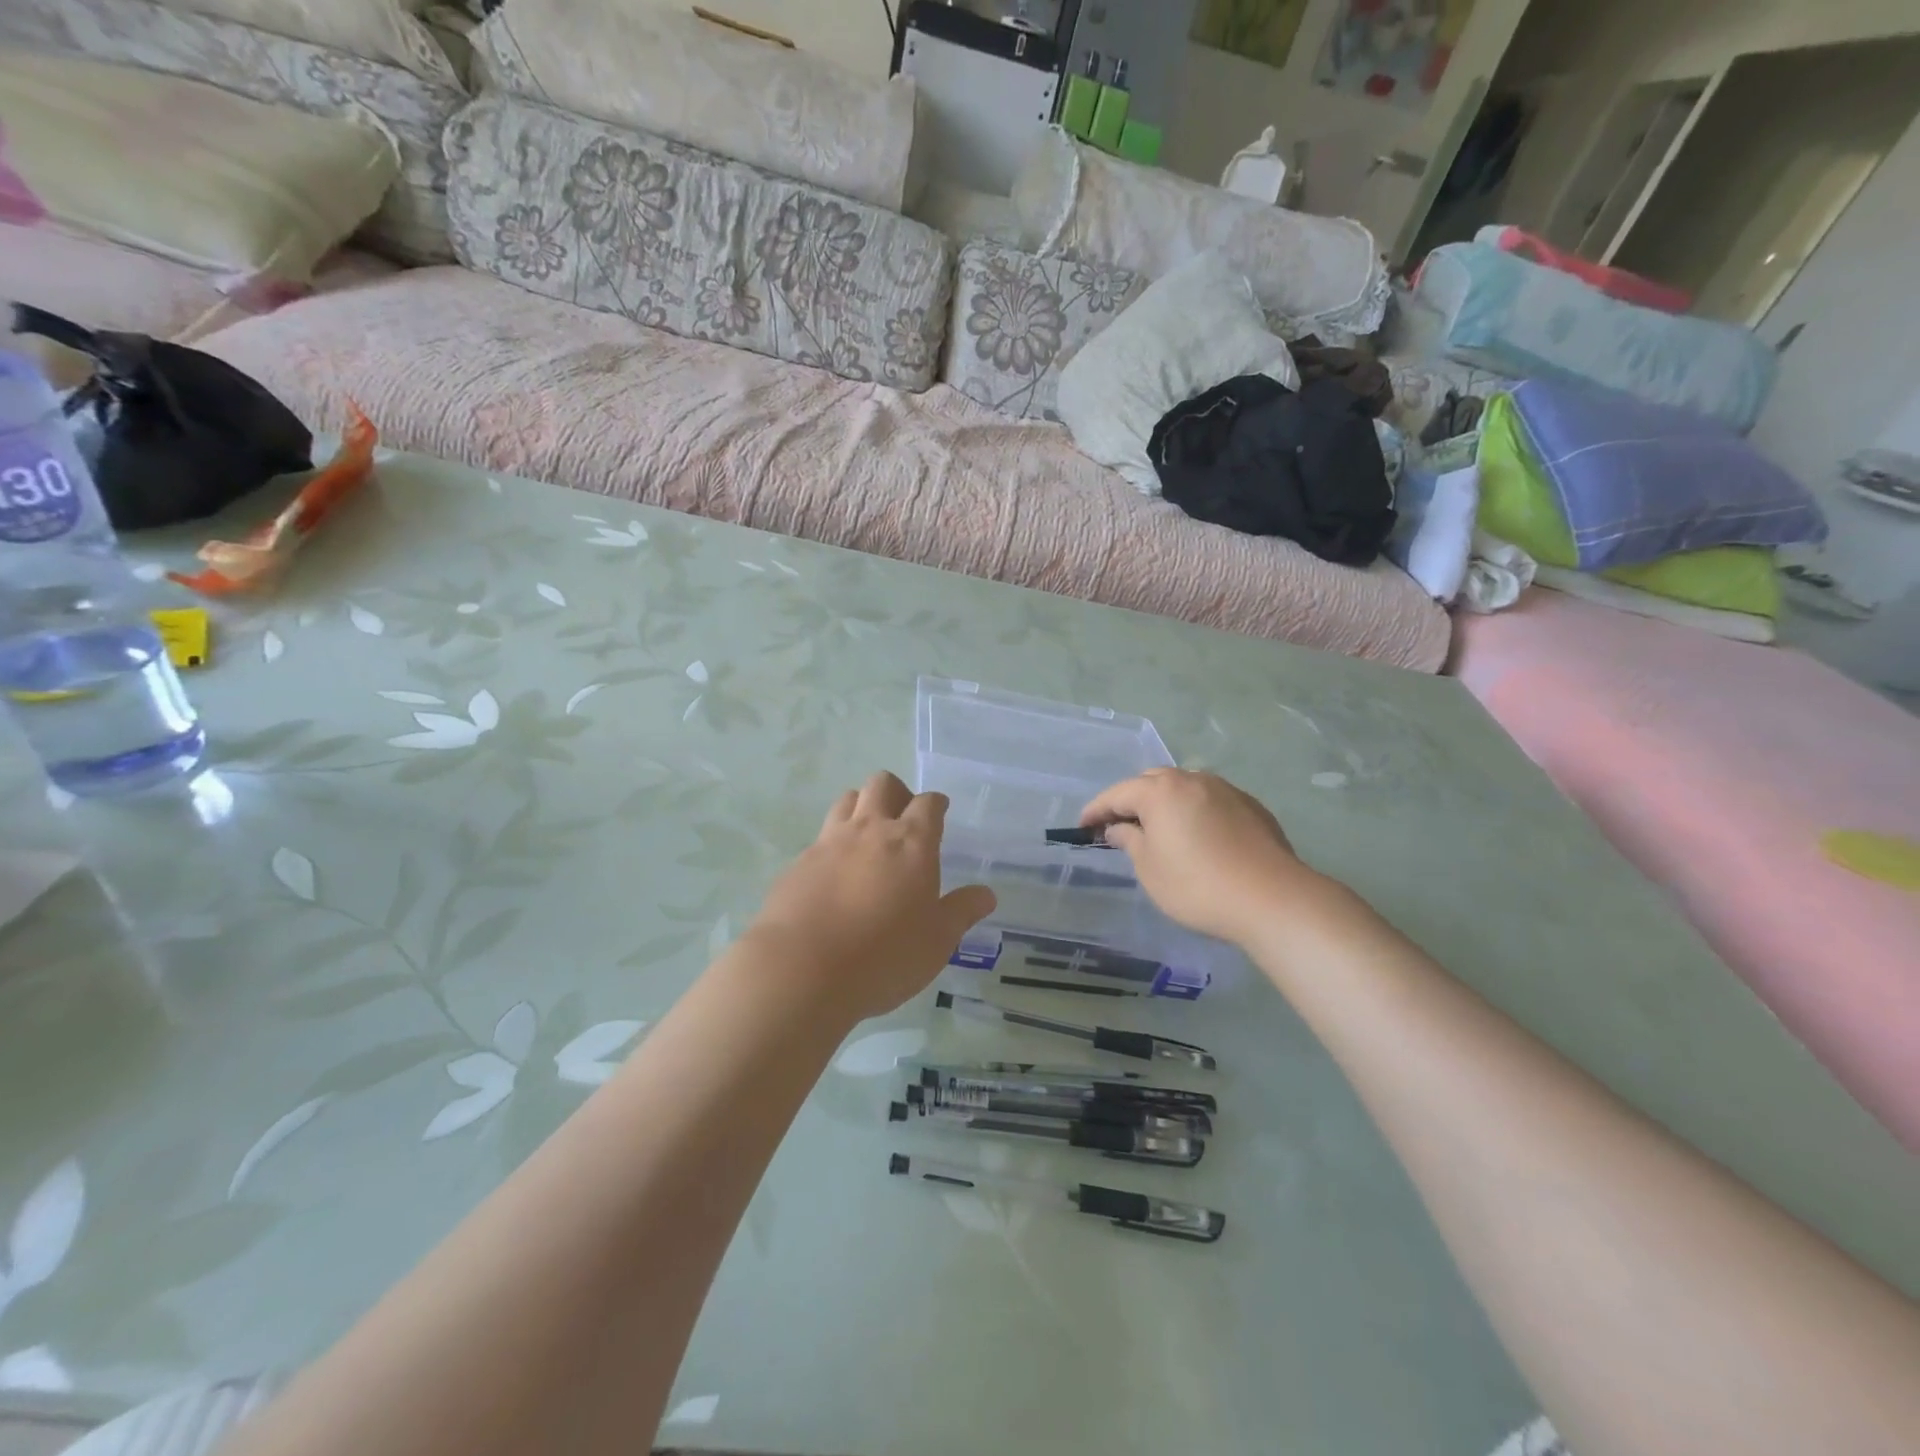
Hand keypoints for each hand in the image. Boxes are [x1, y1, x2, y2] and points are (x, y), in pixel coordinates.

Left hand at [746, 773, 996, 1022]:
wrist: (802, 969)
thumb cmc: (884, 955)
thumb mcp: (937, 941)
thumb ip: (961, 912)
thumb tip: (986, 894)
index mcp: (911, 842)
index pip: (928, 803)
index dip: (936, 804)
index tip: (939, 812)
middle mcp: (870, 830)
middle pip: (882, 784)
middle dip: (896, 793)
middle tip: (903, 821)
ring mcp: (829, 842)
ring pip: (847, 800)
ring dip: (861, 808)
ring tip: (868, 839)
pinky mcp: (798, 863)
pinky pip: (820, 838)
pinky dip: (832, 845)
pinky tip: (834, 877)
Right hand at [1080, 768, 1328, 947]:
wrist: (1272, 898)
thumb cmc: (1197, 885)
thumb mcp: (1150, 869)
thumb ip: (1130, 841)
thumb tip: (1119, 828)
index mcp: (1160, 791)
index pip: (1117, 794)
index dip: (1096, 810)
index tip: (1083, 827)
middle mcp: (1192, 780)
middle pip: (1151, 782)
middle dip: (1131, 800)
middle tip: (1120, 826)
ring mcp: (1225, 790)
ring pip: (1183, 788)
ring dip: (1165, 803)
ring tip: (1159, 829)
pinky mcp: (1251, 806)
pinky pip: (1210, 800)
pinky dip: (1194, 811)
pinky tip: (1197, 836)